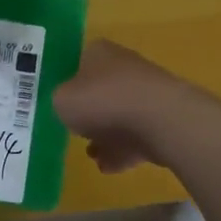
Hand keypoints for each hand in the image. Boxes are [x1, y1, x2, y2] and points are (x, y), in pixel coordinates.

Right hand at [53, 39, 194, 173]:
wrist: (160, 120)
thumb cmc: (103, 101)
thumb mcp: (61, 100)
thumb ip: (59, 100)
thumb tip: (66, 104)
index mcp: (99, 53)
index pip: (77, 62)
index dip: (66, 82)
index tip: (58, 103)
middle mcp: (124, 68)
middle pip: (100, 91)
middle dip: (88, 113)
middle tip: (74, 131)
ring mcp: (146, 94)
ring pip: (119, 116)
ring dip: (105, 136)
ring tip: (91, 155)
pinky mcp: (162, 120)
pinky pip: (136, 137)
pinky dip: (123, 152)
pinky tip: (109, 167)